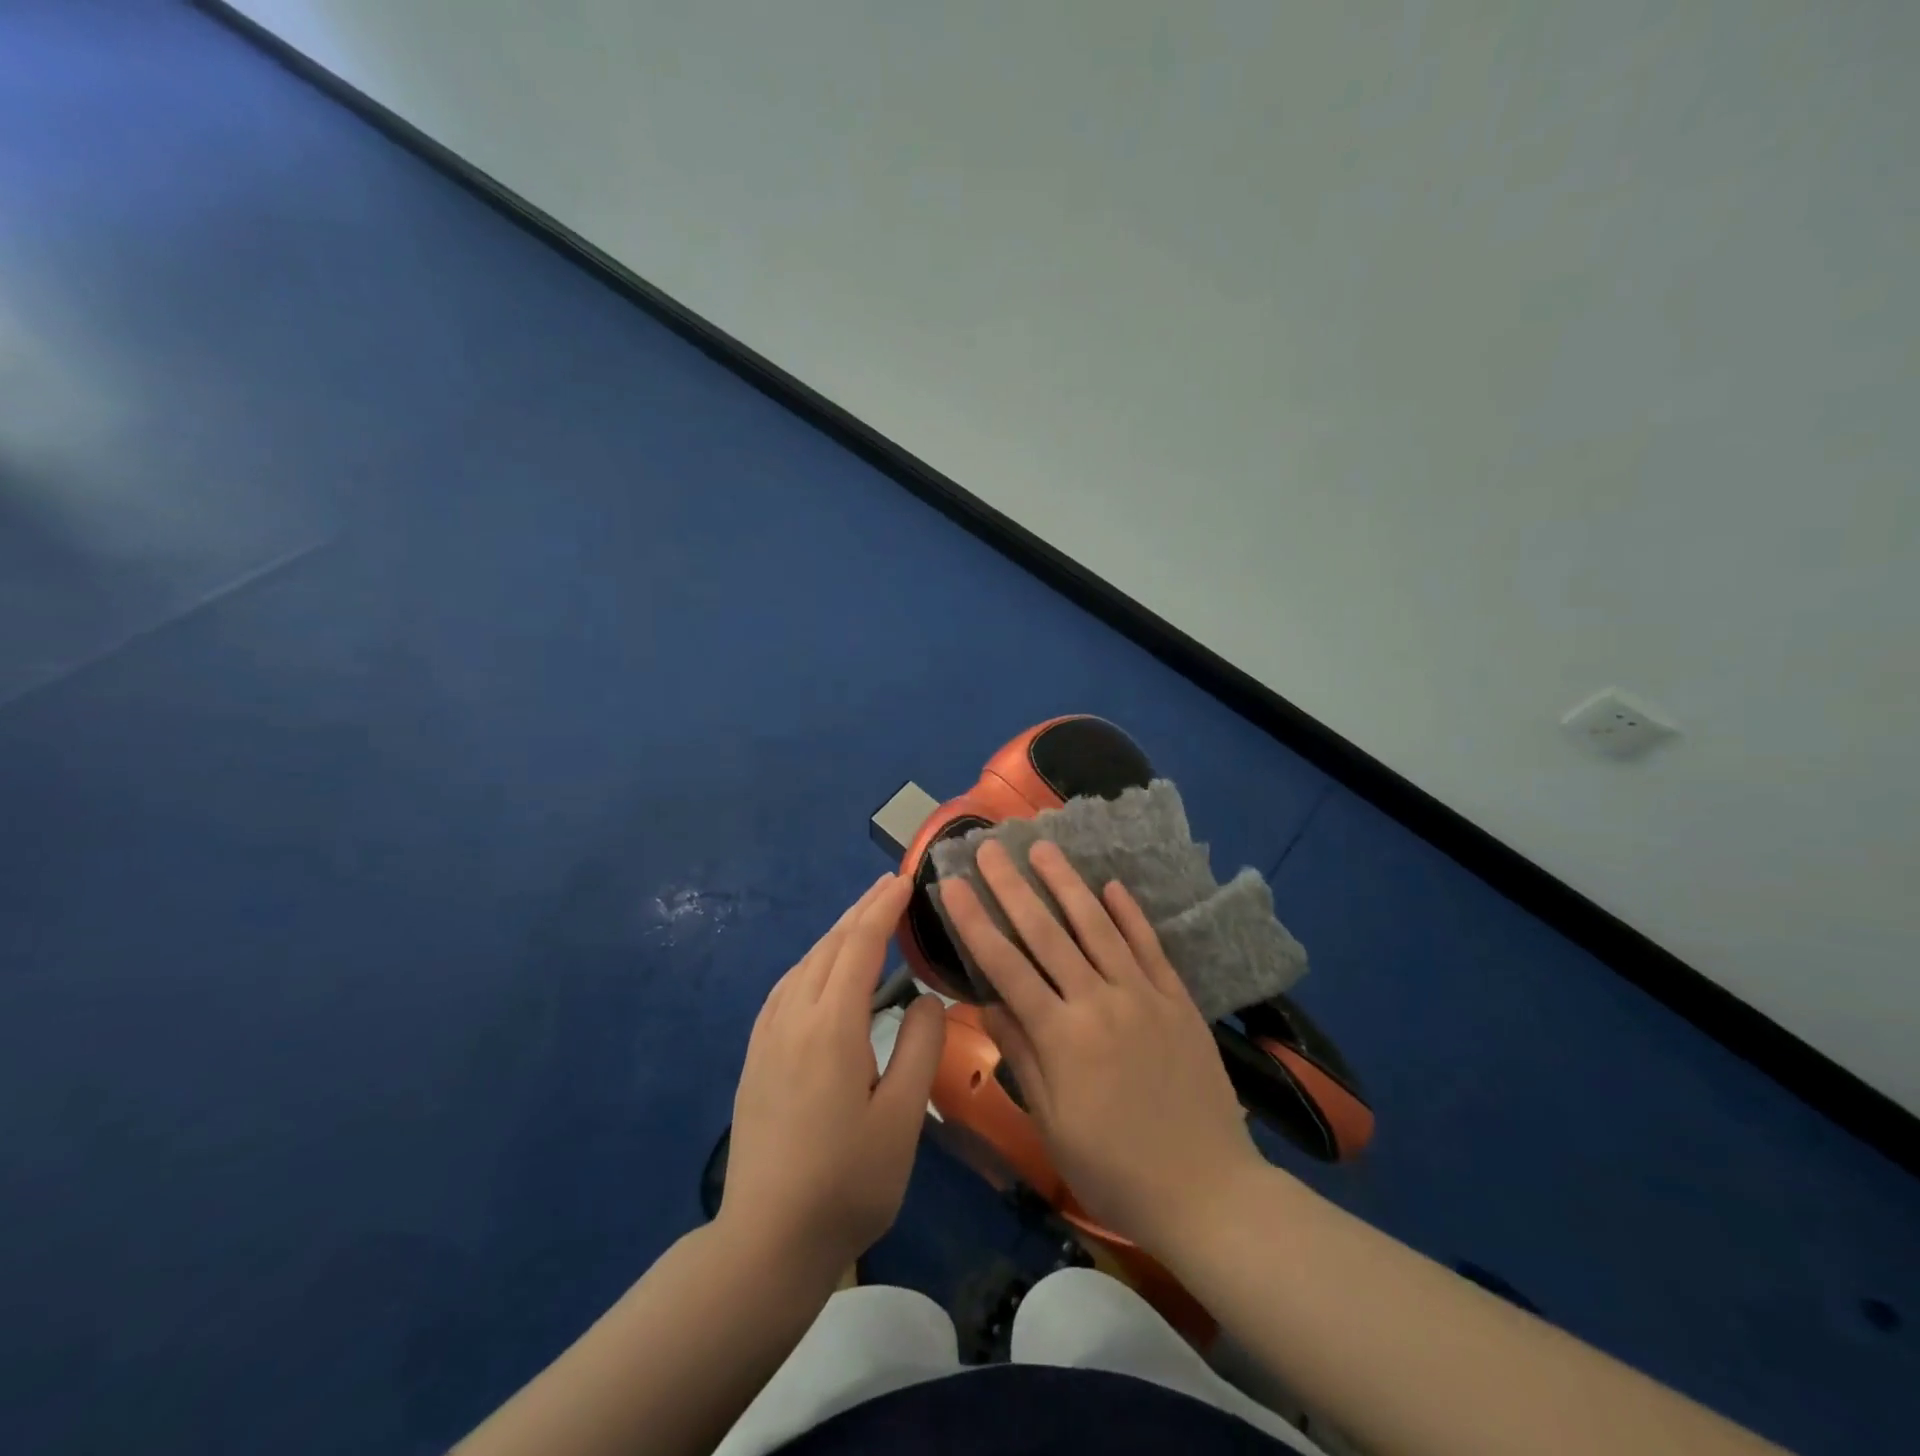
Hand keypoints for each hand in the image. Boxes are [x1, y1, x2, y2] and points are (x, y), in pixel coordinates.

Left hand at [721, 874, 944, 1277]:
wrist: (766, 1241)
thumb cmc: (847, 1182)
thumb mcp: (902, 1118)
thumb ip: (920, 1046)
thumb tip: (926, 995)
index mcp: (831, 1026)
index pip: (860, 945)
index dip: (883, 908)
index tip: (905, 880)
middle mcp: (793, 1017)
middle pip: (829, 946)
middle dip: (861, 911)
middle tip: (889, 886)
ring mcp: (767, 1036)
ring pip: (804, 964)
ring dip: (836, 933)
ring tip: (863, 918)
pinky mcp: (756, 1055)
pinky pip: (786, 987)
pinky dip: (812, 961)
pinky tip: (820, 969)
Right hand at [938, 841, 1263, 1252]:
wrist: (1208, 1192)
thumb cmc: (1115, 1168)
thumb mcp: (1053, 1123)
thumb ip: (1022, 1055)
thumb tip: (986, 1002)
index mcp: (1062, 1036)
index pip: (1006, 966)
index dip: (975, 923)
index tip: (953, 886)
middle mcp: (1100, 1002)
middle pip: (1047, 933)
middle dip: (1012, 887)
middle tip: (990, 849)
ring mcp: (1143, 995)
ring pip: (1097, 926)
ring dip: (1067, 884)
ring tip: (1043, 847)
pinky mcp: (1177, 999)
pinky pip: (1149, 946)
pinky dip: (1129, 913)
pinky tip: (1111, 885)